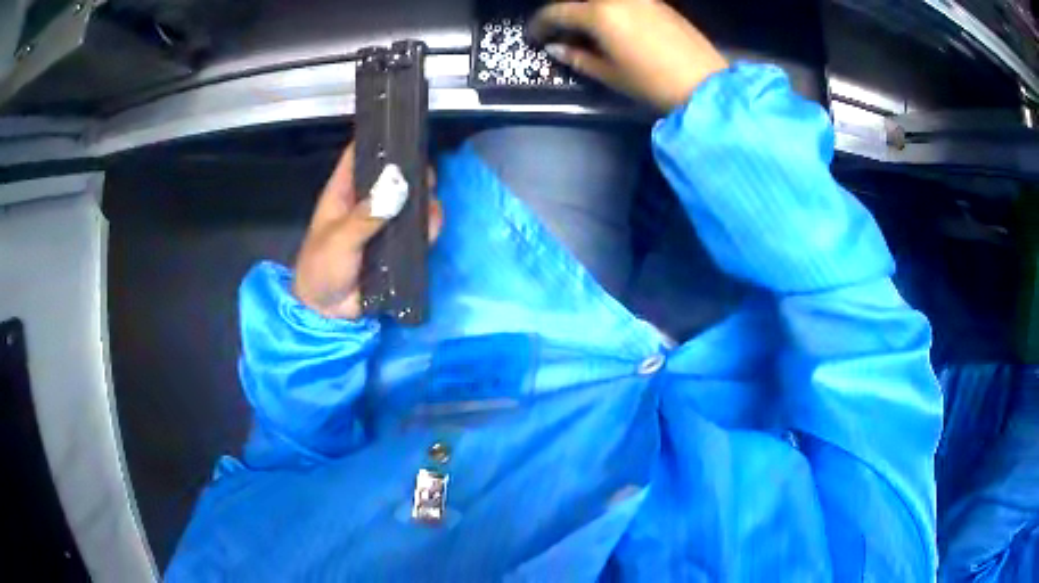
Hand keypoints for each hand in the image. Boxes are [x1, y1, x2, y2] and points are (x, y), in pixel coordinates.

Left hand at [292, 143, 442, 318]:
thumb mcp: (339, 240)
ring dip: (425, 201)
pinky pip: (418, 230)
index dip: (380, 140)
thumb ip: (366, 216)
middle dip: (413, 172)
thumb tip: (398, 188)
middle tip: (427, 178)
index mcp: (344, 192)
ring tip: (430, 209)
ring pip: (411, 201)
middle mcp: (367, 201)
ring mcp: (384, 223)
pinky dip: (428, 227)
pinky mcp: (397, 245)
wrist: (327, 313)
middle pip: (394, 175)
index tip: (404, 132)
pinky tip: (432, 229)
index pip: (362, 154)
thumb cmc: (321, 268)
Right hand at [529, 0, 728, 111]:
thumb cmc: (652, 83)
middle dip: (564, 12)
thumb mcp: (610, 74)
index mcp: (599, 14)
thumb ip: (578, 57)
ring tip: (585, 27)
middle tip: (557, 29)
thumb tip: (556, 48)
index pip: (557, 12)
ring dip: (587, 9)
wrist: (704, 83)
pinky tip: (611, 22)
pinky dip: (609, 8)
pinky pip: (623, 1)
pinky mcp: (658, 2)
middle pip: (579, 0)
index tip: (534, 36)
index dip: (540, 24)